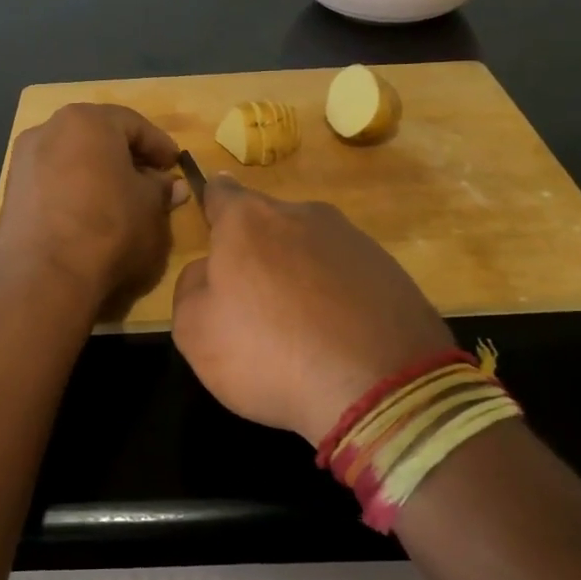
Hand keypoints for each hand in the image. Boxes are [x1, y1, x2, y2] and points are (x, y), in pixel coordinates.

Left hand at [0, 103, 184, 317]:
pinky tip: (89, 212)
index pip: (133, 124)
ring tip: (120, 198)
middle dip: (126, 155)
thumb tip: (171, 186)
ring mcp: (23, 159)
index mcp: (88, 121)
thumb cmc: (109, 229)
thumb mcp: (150, 208)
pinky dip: (74, 188)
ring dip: (98, 172)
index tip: (175, 164)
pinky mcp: (11, 190)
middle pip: (97, 135)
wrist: (44, 277)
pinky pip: (52, 180)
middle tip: (150, 179)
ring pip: (72, 157)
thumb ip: (161, 190)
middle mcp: (49, 128)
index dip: (159, 145)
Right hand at [171, 179, 454, 442]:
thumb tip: (207, 270)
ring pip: (309, 247)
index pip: (221, 192)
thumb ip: (190, 287)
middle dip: (257, 250)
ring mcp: (352, 238)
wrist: (378, 387)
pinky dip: (335, 293)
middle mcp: (303, 214)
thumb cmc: (268, 353)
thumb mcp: (194, 331)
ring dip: (298, 272)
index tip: (212, 225)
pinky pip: (345, 273)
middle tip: (252, 300)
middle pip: (267, 223)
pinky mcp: (389, 268)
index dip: (212, 205)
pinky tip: (336, 335)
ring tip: (299, 325)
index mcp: (249, 219)